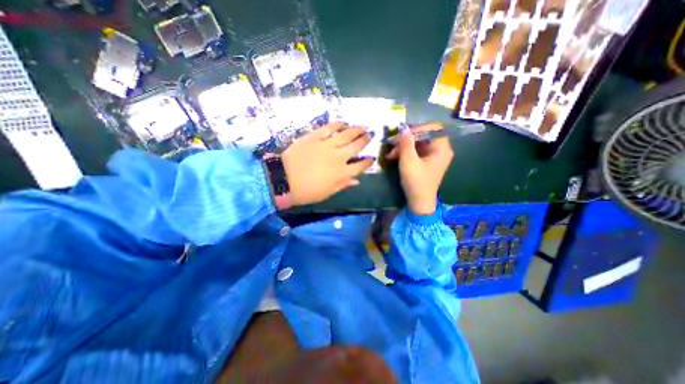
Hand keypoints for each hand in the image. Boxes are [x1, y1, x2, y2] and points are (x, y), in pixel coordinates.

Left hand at [280, 123, 372, 207]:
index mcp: (341, 173)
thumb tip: (356, 181)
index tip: (371, 158)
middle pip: (355, 147)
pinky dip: (337, 125)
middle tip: (370, 135)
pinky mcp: (314, 137)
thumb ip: (343, 185)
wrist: (283, 179)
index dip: (367, 162)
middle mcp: (338, 157)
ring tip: (362, 127)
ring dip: (356, 130)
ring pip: (345, 135)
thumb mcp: (326, 193)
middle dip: (365, 141)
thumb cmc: (306, 191)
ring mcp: (326, 145)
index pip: (359, 166)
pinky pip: (328, 128)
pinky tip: (343, 123)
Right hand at [387, 123, 453, 213]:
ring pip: (419, 144)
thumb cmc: (416, 181)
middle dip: (407, 140)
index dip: (417, 128)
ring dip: (404, 147)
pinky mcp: (428, 162)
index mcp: (441, 148)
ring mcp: (435, 157)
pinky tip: (395, 157)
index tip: (403, 136)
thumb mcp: (408, 161)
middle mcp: (441, 150)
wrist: (419, 202)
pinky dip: (407, 153)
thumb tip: (403, 127)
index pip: (433, 128)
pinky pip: (418, 152)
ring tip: (391, 154)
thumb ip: (406, 143)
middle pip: (424, 135)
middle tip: (393, 146)